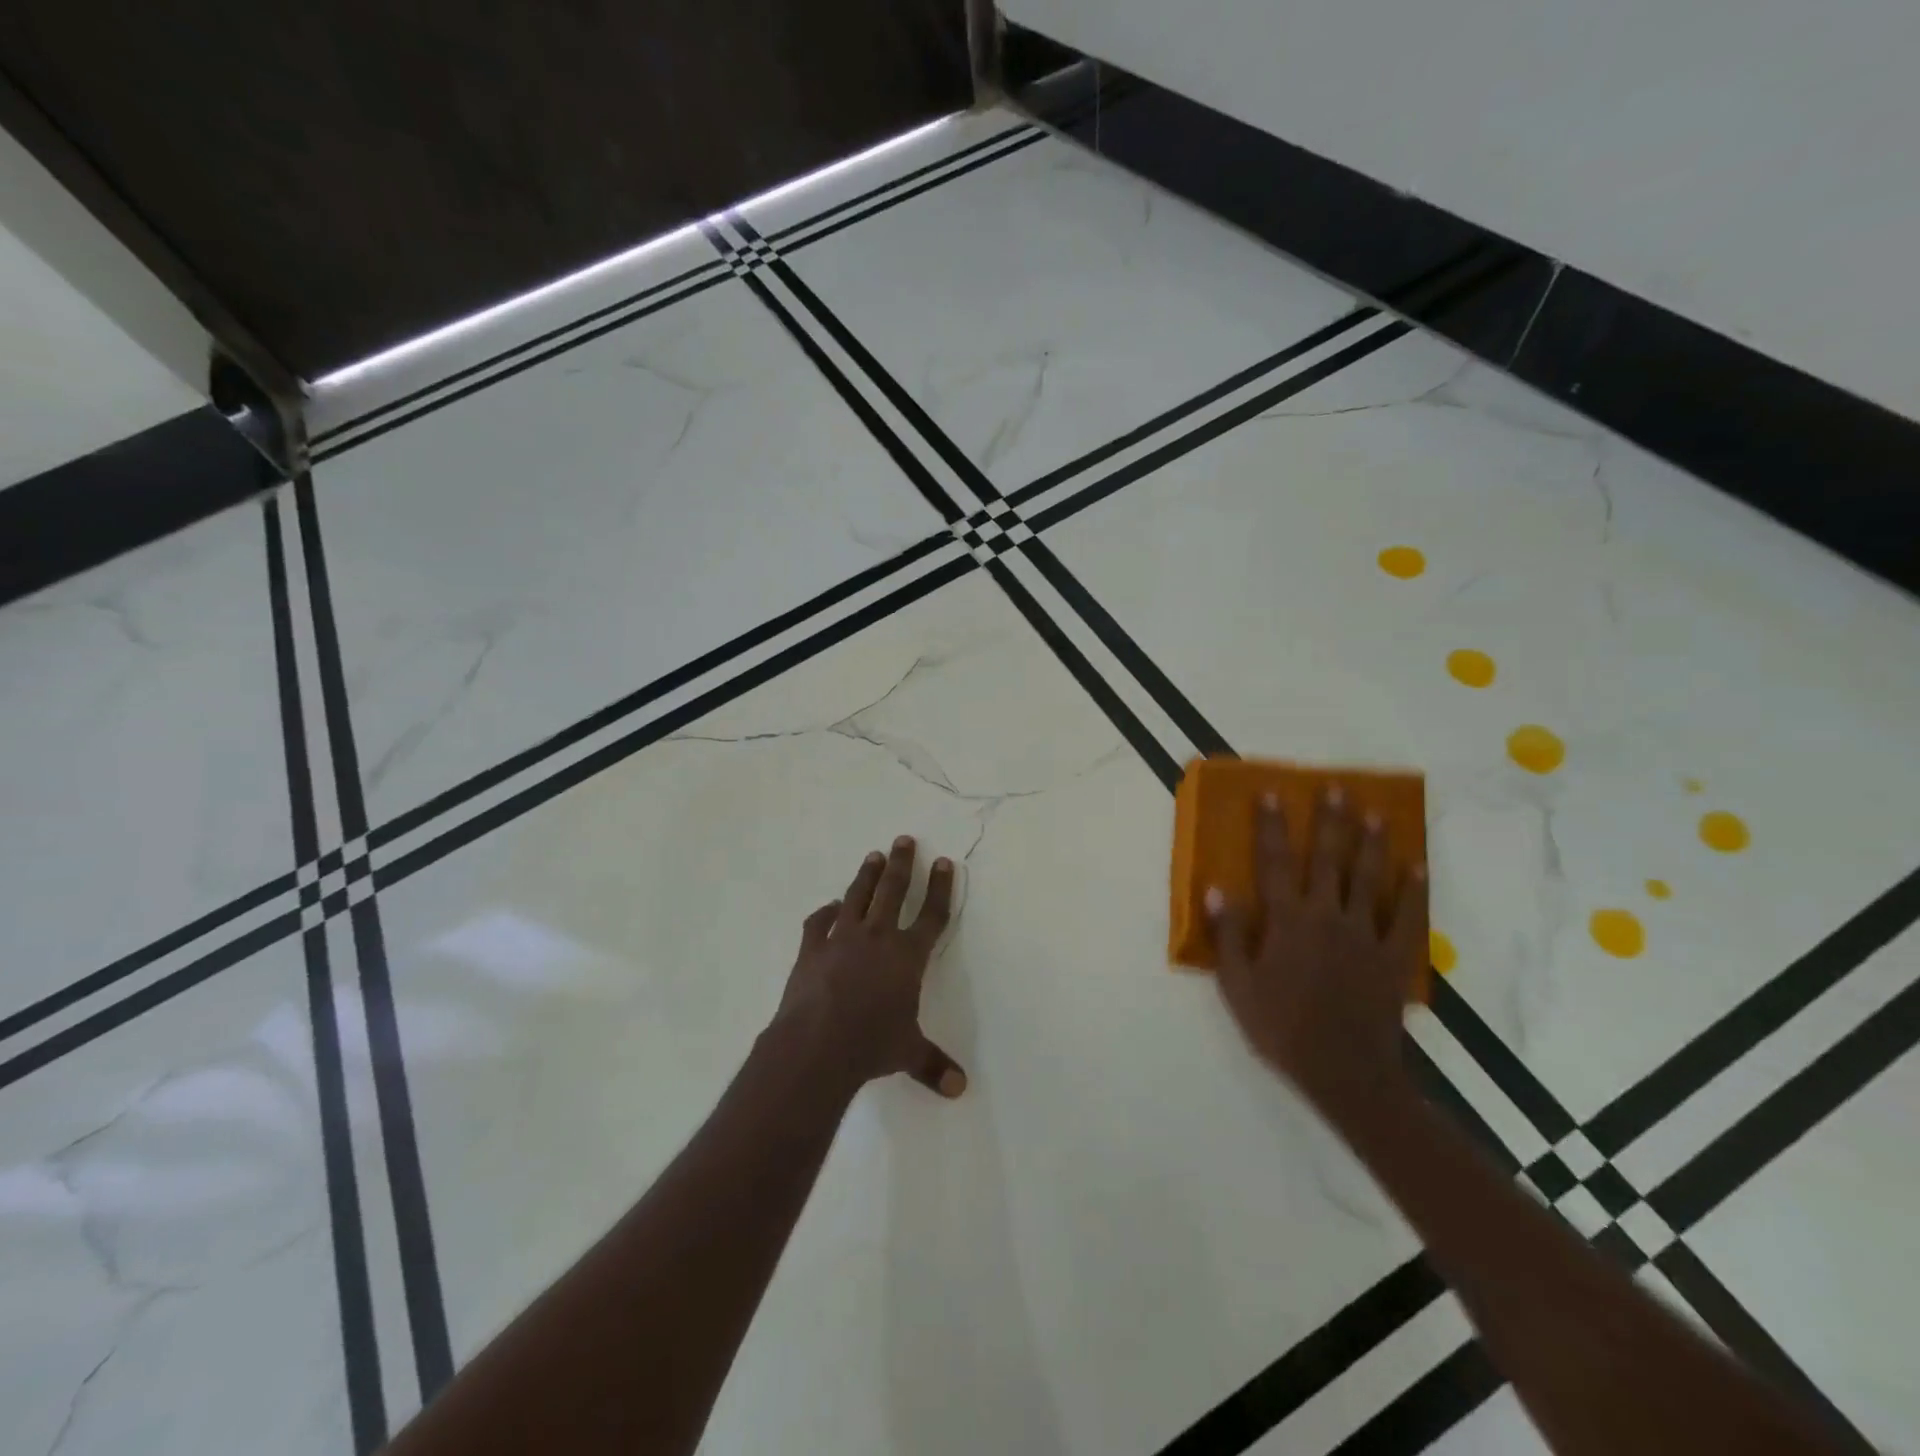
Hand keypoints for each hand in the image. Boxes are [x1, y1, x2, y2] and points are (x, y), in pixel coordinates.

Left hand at [773, 835, 966, 1099]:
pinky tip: (830, 906)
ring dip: (867, 875)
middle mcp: (878, 938)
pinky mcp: (812, 948)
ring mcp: (842, 939)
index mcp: (907, 956)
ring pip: (858, 897)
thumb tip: (960, 1089)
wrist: (817, 1045)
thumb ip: (933, 1065)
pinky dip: (825, 912)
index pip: (932, 915)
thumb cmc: (871, 1045)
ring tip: (874, 855)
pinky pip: (820, 922)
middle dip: (903, 864)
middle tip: (904, 839)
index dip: (941, 888)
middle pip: (894, 891)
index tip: (944, 862)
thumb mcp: (907, 1053)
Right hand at [1206, 787, 1425, 1121]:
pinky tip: (1417, 866)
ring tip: (1376, 813)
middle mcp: (1327, 916)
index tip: (1271, 794)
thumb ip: (1228, 935)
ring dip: (1372, 844)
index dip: (1271, 827)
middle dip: (1330, 821)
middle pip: (1328, 859)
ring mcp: (1365, 934)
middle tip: (1336, 788)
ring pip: (1369, 879)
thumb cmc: (1280, 1026)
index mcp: (1287, 920)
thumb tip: (1216, 890)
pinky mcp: (1394, 957)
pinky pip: (1408, 917)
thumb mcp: (1236, 985)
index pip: (1274, 863)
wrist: (1343, 1071)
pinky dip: (1414, 890)